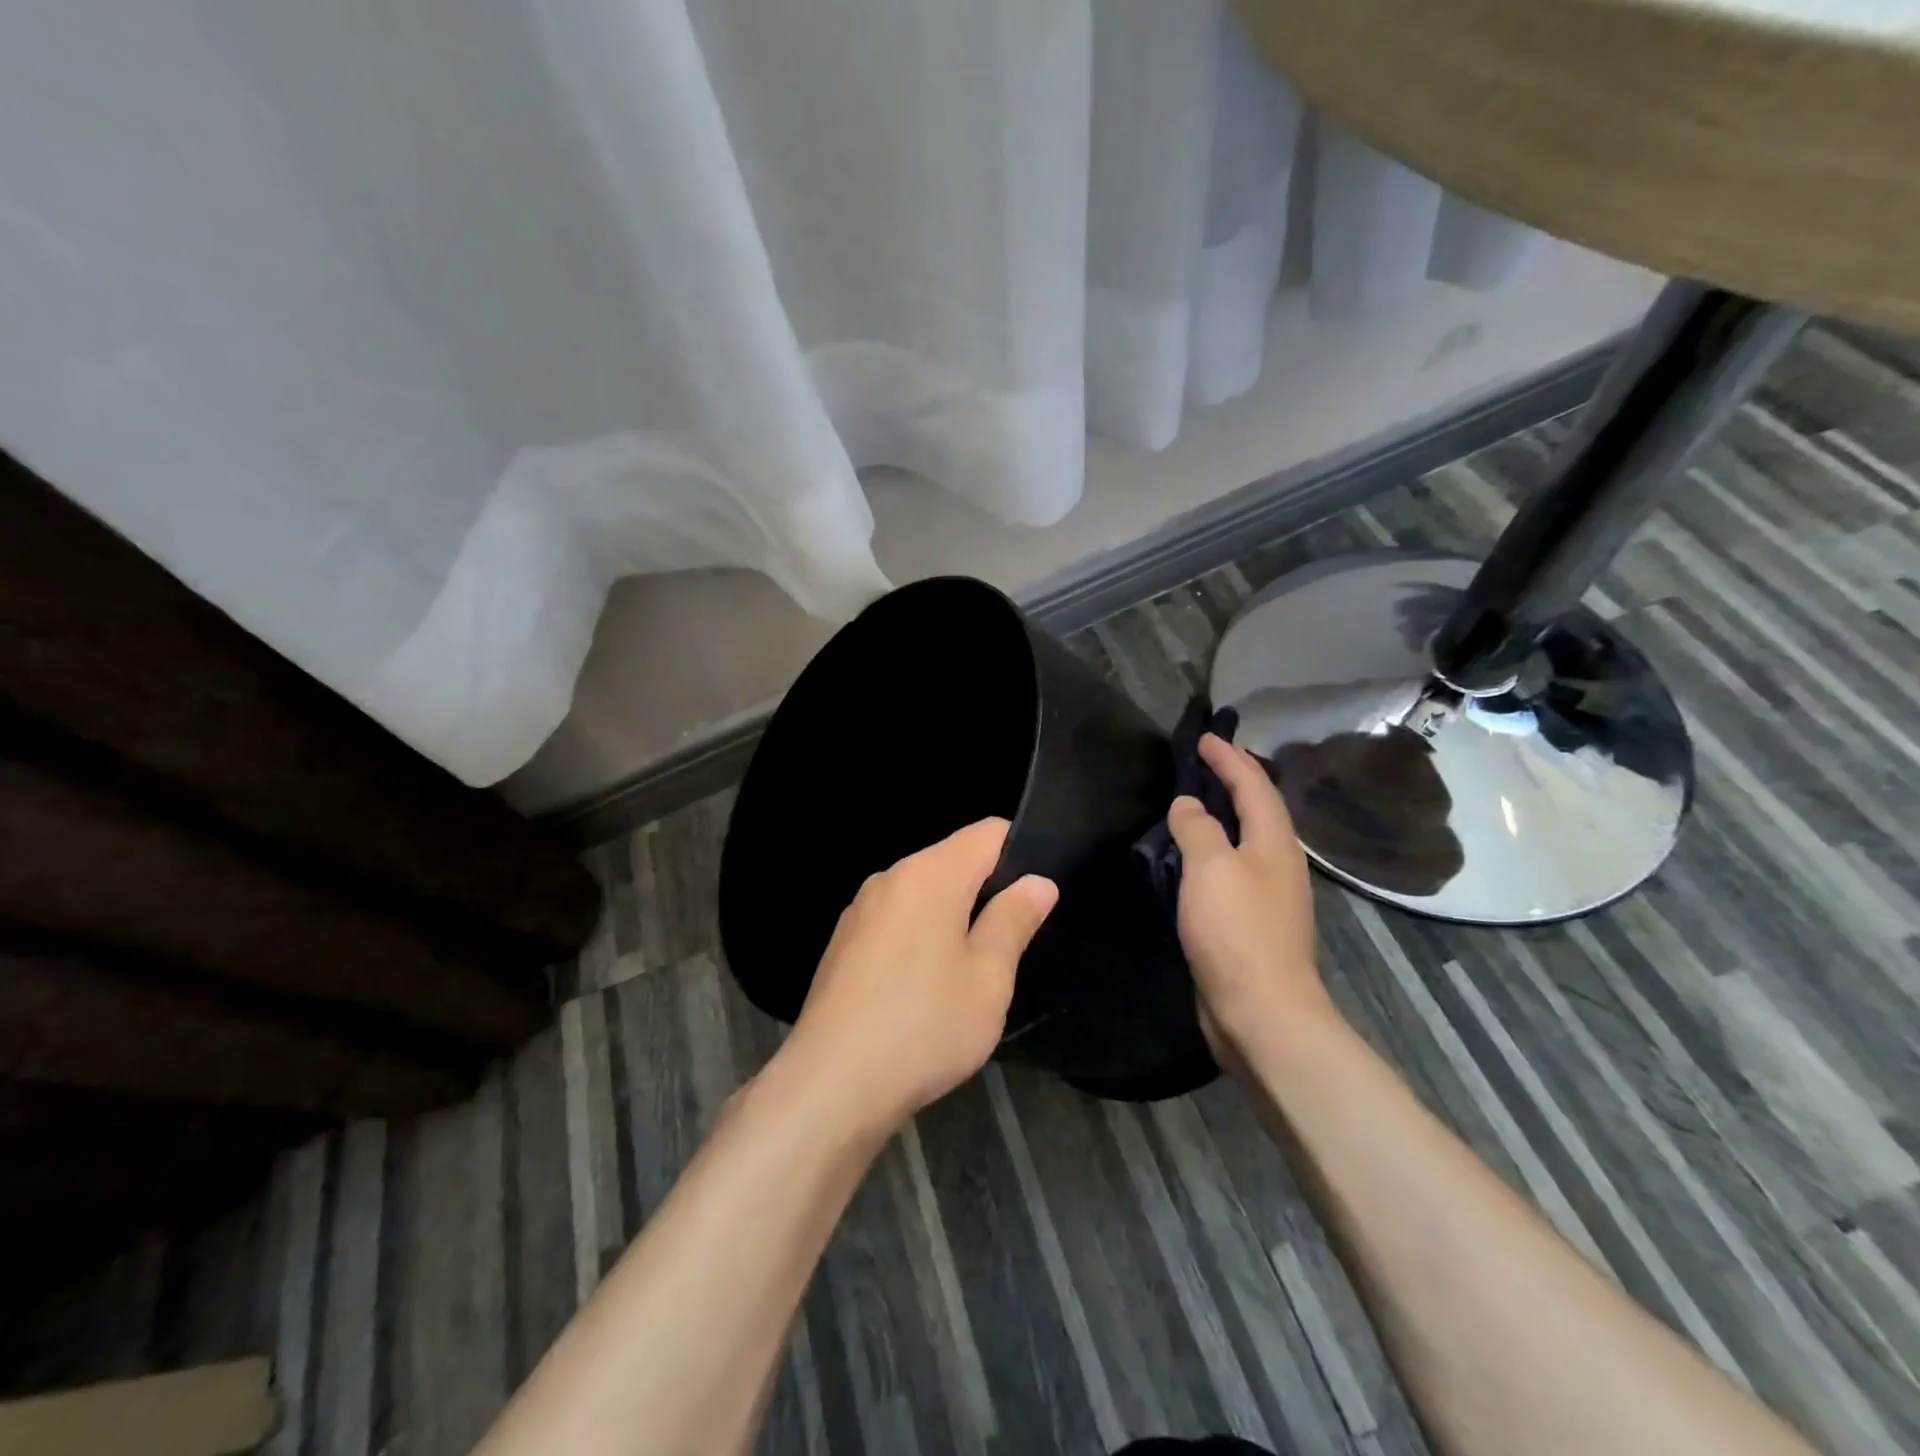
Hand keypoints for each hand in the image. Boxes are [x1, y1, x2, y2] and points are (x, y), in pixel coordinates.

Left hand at [783, 818, 1057, 1129]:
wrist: (831, 1084)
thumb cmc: (924, 1025)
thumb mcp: (988, 977)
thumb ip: (1013, 920)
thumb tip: (1037, 882)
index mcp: (929, 874)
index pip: (987, 833)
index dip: (1021, 852)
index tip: (1037, 894)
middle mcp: (890, 877)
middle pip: (953, 861)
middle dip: (987, 890)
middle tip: (1011, 943)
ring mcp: (861, 910)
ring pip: (924, 894)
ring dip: (953, 918)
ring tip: (972, 970)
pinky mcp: (844, 942)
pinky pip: (897, 921)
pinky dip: (921, 937)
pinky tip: (925, 988)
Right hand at [1168, 733, 1332, 1055]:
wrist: (1262, 1012)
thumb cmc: (1237, 931)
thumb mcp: (1211, 868)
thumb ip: (1198, 828)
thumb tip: (1188, 804)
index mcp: (1274, 843)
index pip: (1254, 785)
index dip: (1229, 759)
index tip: (1204, 738)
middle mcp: (1278, 864)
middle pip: (1258, 810)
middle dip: (1234, 782)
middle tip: (1202, 764)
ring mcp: (1269, 896)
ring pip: (1246, 841)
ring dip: (1223, 817)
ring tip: (1194, 804)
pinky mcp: (1253, 924)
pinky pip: (1232, 871)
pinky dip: (1214, 852)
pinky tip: (1192, 861)